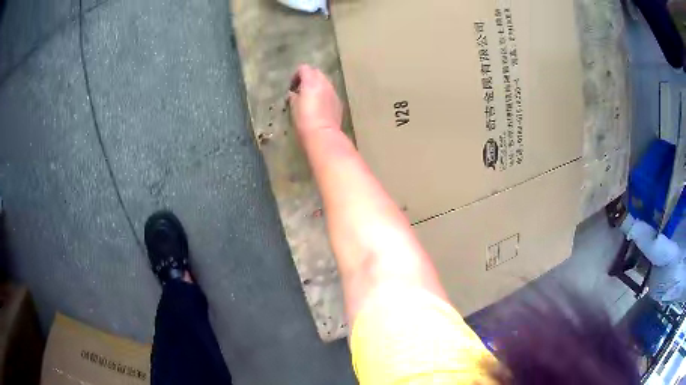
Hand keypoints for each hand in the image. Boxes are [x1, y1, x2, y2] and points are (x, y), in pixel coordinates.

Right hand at [289, 65, 342, 133]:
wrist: (323, 135)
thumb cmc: (304, 120)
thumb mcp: (293, 107)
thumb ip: (293, 96)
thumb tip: (294, 93)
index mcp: (311, 81)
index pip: (304, 68)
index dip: (296, 76)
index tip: (292, 87)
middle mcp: (324, 83)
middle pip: (316, 73)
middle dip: (308, 78)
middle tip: (300, 91)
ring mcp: (333, 92)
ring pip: (325, 82)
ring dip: (317, 86)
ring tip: (310, 100)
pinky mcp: (338, 102)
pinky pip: (330, 93)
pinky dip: (324, 95)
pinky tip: (319, 107)